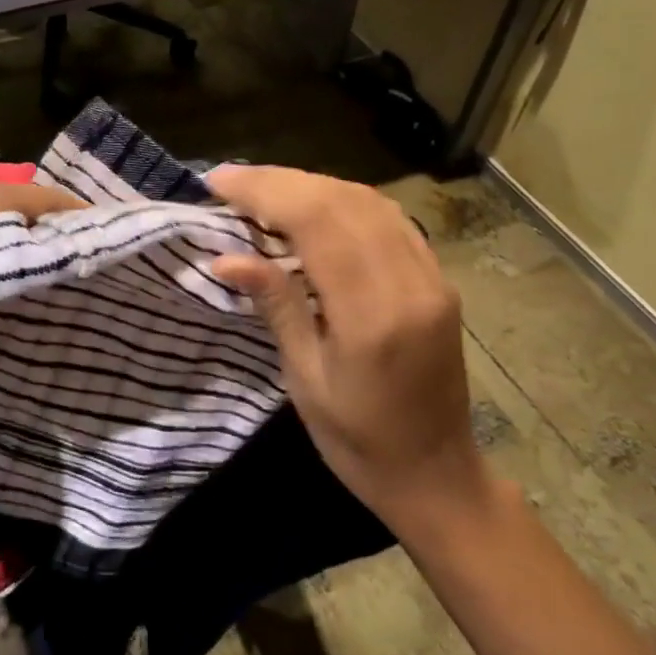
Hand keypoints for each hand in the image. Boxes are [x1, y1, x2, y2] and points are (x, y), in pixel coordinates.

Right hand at [208, 165, 488, 523]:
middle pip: (342, 200)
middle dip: (280, 181)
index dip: (264, 191)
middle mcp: (410, 283)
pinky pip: (388, 217)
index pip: (317, 221)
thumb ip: (275, 306)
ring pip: (367, 199)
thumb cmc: (358, 441)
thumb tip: (225, 257)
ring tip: (261, 189)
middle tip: (229, 180)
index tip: (217, 182)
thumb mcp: (304, 380)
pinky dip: (341, 198)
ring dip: (310, 184)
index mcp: (373, 315)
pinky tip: (311, 203)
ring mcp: (432, 276)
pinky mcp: (438, 277)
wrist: (437, 474)